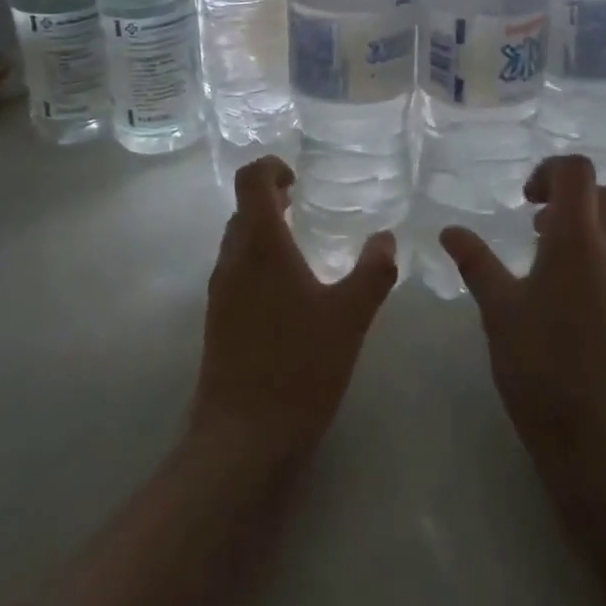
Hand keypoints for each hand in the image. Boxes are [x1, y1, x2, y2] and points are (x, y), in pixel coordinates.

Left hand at [189, 157, 397, 468]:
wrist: (243, 439)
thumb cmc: (299, 367)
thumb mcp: (350, 317)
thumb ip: (373, 272)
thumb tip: (387, 238)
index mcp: (260, 245)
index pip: (250, 180)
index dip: (271, 166)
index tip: (299, 177)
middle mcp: (232, 259)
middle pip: (243, 208)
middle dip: (272, 198)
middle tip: (307, 205)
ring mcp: (220, 291)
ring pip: (238, 241)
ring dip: (265, 230)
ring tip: (303, 246)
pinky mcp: (218, 320)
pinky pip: (236, 270)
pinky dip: (260, 261)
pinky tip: (291, 292)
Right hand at [442, 155, 605, 516]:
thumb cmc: (544, 372)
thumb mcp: (499, 313)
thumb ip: (476, 263)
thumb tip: (450, 230)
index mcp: (580, 240)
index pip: (577, 171)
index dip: (548, 171)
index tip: (522, 200)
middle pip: (603, 194)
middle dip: (568, 195)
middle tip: (532, 222)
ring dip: (582, 225)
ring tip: (541, 259)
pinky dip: (594, 255)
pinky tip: (562, 296)